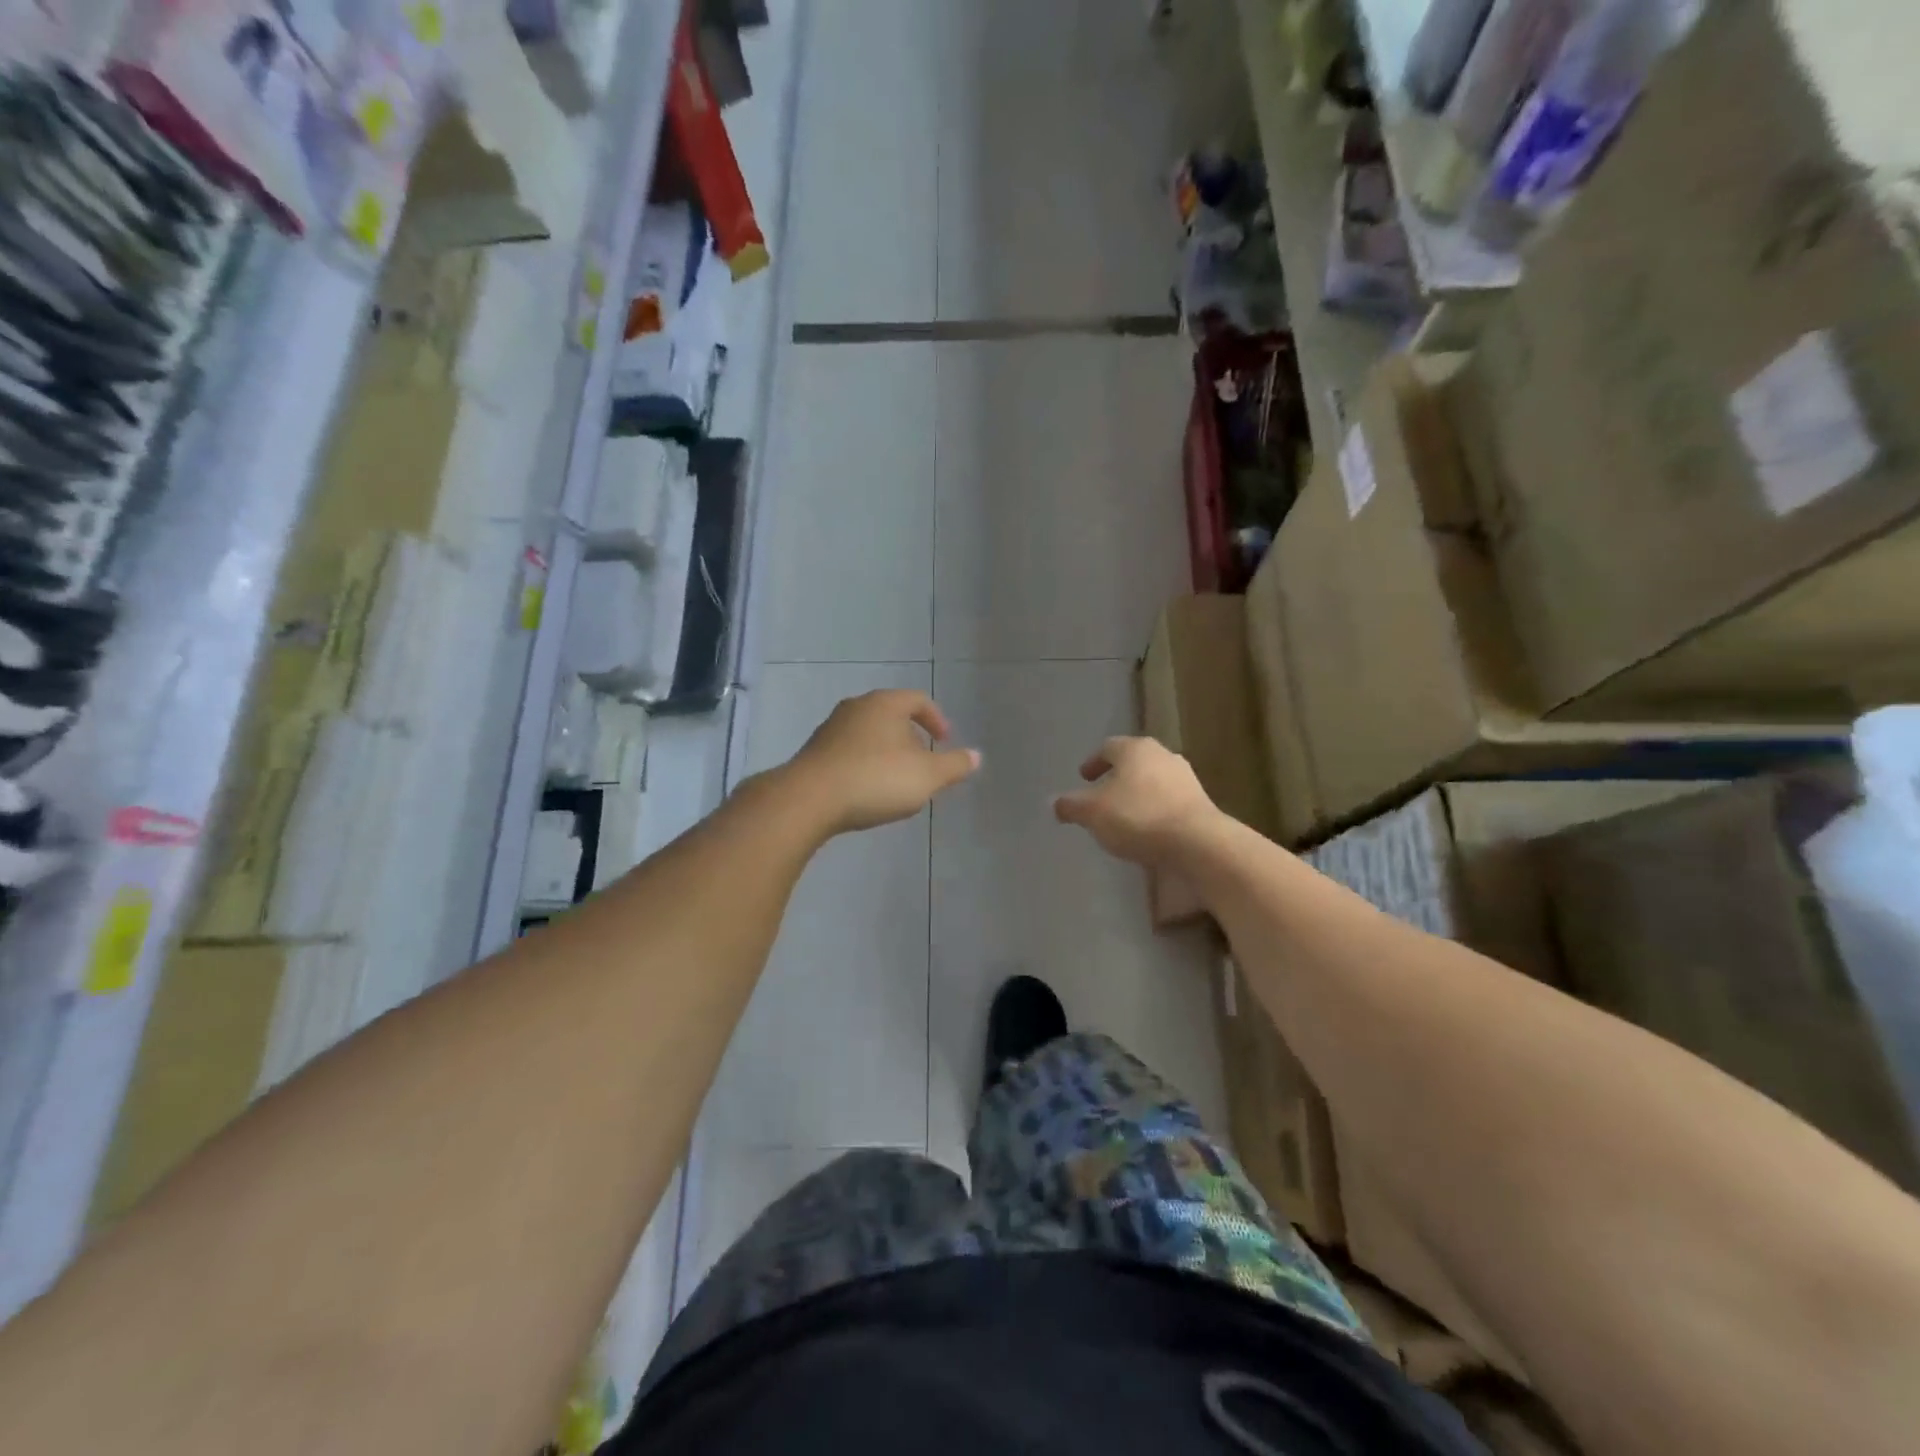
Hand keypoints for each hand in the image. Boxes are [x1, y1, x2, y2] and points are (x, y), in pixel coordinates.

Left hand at [782, 690, 980, 834]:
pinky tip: (867, 790)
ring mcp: (831, 729)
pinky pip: (849, 752)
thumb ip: (954, 766)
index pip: (918, 700)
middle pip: (891, 715)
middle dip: (911, 738)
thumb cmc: (876, 779)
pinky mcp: (814, 752)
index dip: (936, 719)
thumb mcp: (927, 776)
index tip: (945, 741)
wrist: (809, 799)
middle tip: (923, 763)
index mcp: (885, 704)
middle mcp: (856, 707)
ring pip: (869, 734)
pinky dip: (864, 764)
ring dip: (886, 752)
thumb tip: (976, 756)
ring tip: (896, 780)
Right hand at [1053, 736, 1219, 866]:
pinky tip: (1148, 830)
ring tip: (1124, 816)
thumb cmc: (1137, 817)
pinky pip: (1169, 801)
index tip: (1083, 777)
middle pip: (1133, 762)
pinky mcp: (1201, 803)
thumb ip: (1071, 806)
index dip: (1093, 762)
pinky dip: (1155, 810)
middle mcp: (1162, 755)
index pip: (1107, 747)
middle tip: (1102, 795)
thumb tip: (1056, 803)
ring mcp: (1186, 778)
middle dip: (1116, 777)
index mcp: (1134, 749)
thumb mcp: (1092, 813)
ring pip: (1153, 781)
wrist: (1197, 843)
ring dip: (1137, 794)